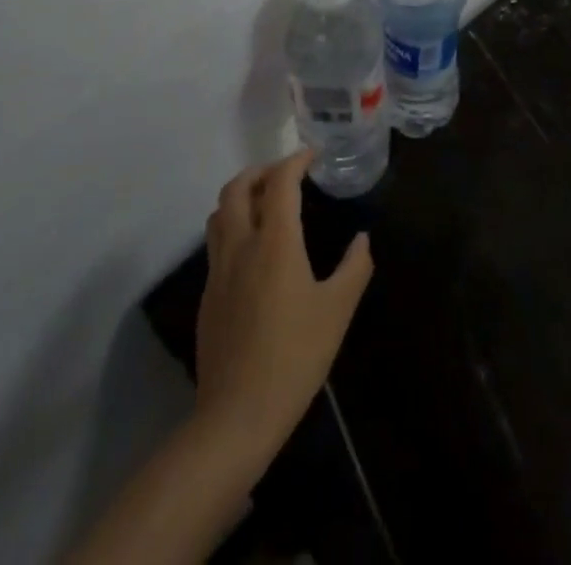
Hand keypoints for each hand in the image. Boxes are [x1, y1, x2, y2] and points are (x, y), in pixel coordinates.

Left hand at [195, 151, 373, 450]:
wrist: (237, 416)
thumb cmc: (295, 356)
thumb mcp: (337, 310)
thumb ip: (354, 267)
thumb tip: (362, 239)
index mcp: (274, 242)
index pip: (280, 182)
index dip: (296, 160)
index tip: (313, 154)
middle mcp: (241, 246)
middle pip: (236, 188)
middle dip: (260, 171)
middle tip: (286, 174)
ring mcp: (218, 272)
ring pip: (219, 214)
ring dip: (241, 196)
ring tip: (266, 204)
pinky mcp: (208, 297)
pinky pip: (216, 244)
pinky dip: (234, 227)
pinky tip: (255, 250)